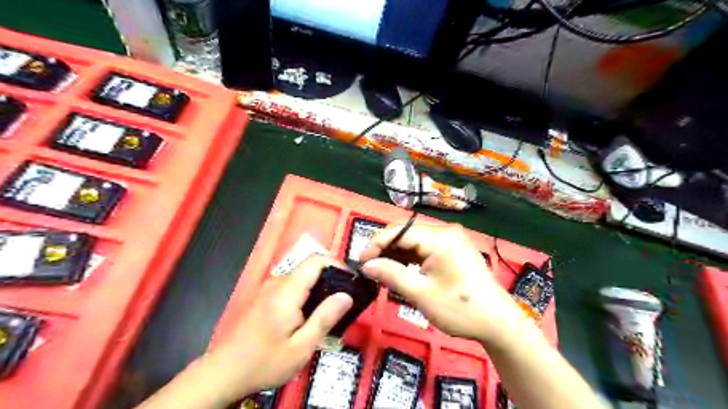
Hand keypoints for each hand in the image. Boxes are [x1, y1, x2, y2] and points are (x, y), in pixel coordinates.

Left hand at [203, 256, 353, 402]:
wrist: (224, 372)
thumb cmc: (265, 361)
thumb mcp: (301, 346)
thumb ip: (324, 318)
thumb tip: (346, 295)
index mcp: (287, 291)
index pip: (316, 261)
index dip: (337, 265)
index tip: (351, 282)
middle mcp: (277, 282)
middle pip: (309, 266)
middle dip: (331, 277)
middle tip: (345, 298)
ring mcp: (269, 288)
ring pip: (301, 275)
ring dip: (319, 285)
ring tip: (331, 307)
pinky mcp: (265, 296)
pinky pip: (292, 285)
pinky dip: (307, 292)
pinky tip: (310, 313)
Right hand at [361, 223, 526, 345]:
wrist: (497, 322)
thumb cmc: (460, 309)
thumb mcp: (421, 294)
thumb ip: (391, 275)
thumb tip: (366, 265)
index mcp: (440, 238)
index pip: (399, 231)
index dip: (376, 244)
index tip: (360, 263)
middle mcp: (445, 231)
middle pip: (405, 232)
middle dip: (385, 248)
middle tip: (369, 268)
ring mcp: (450, 239)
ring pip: (413, 239)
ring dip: (396, 253)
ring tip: (381, 271)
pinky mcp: (452, 248)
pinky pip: (424, 247)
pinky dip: (409, 257)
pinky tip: (399, 269)